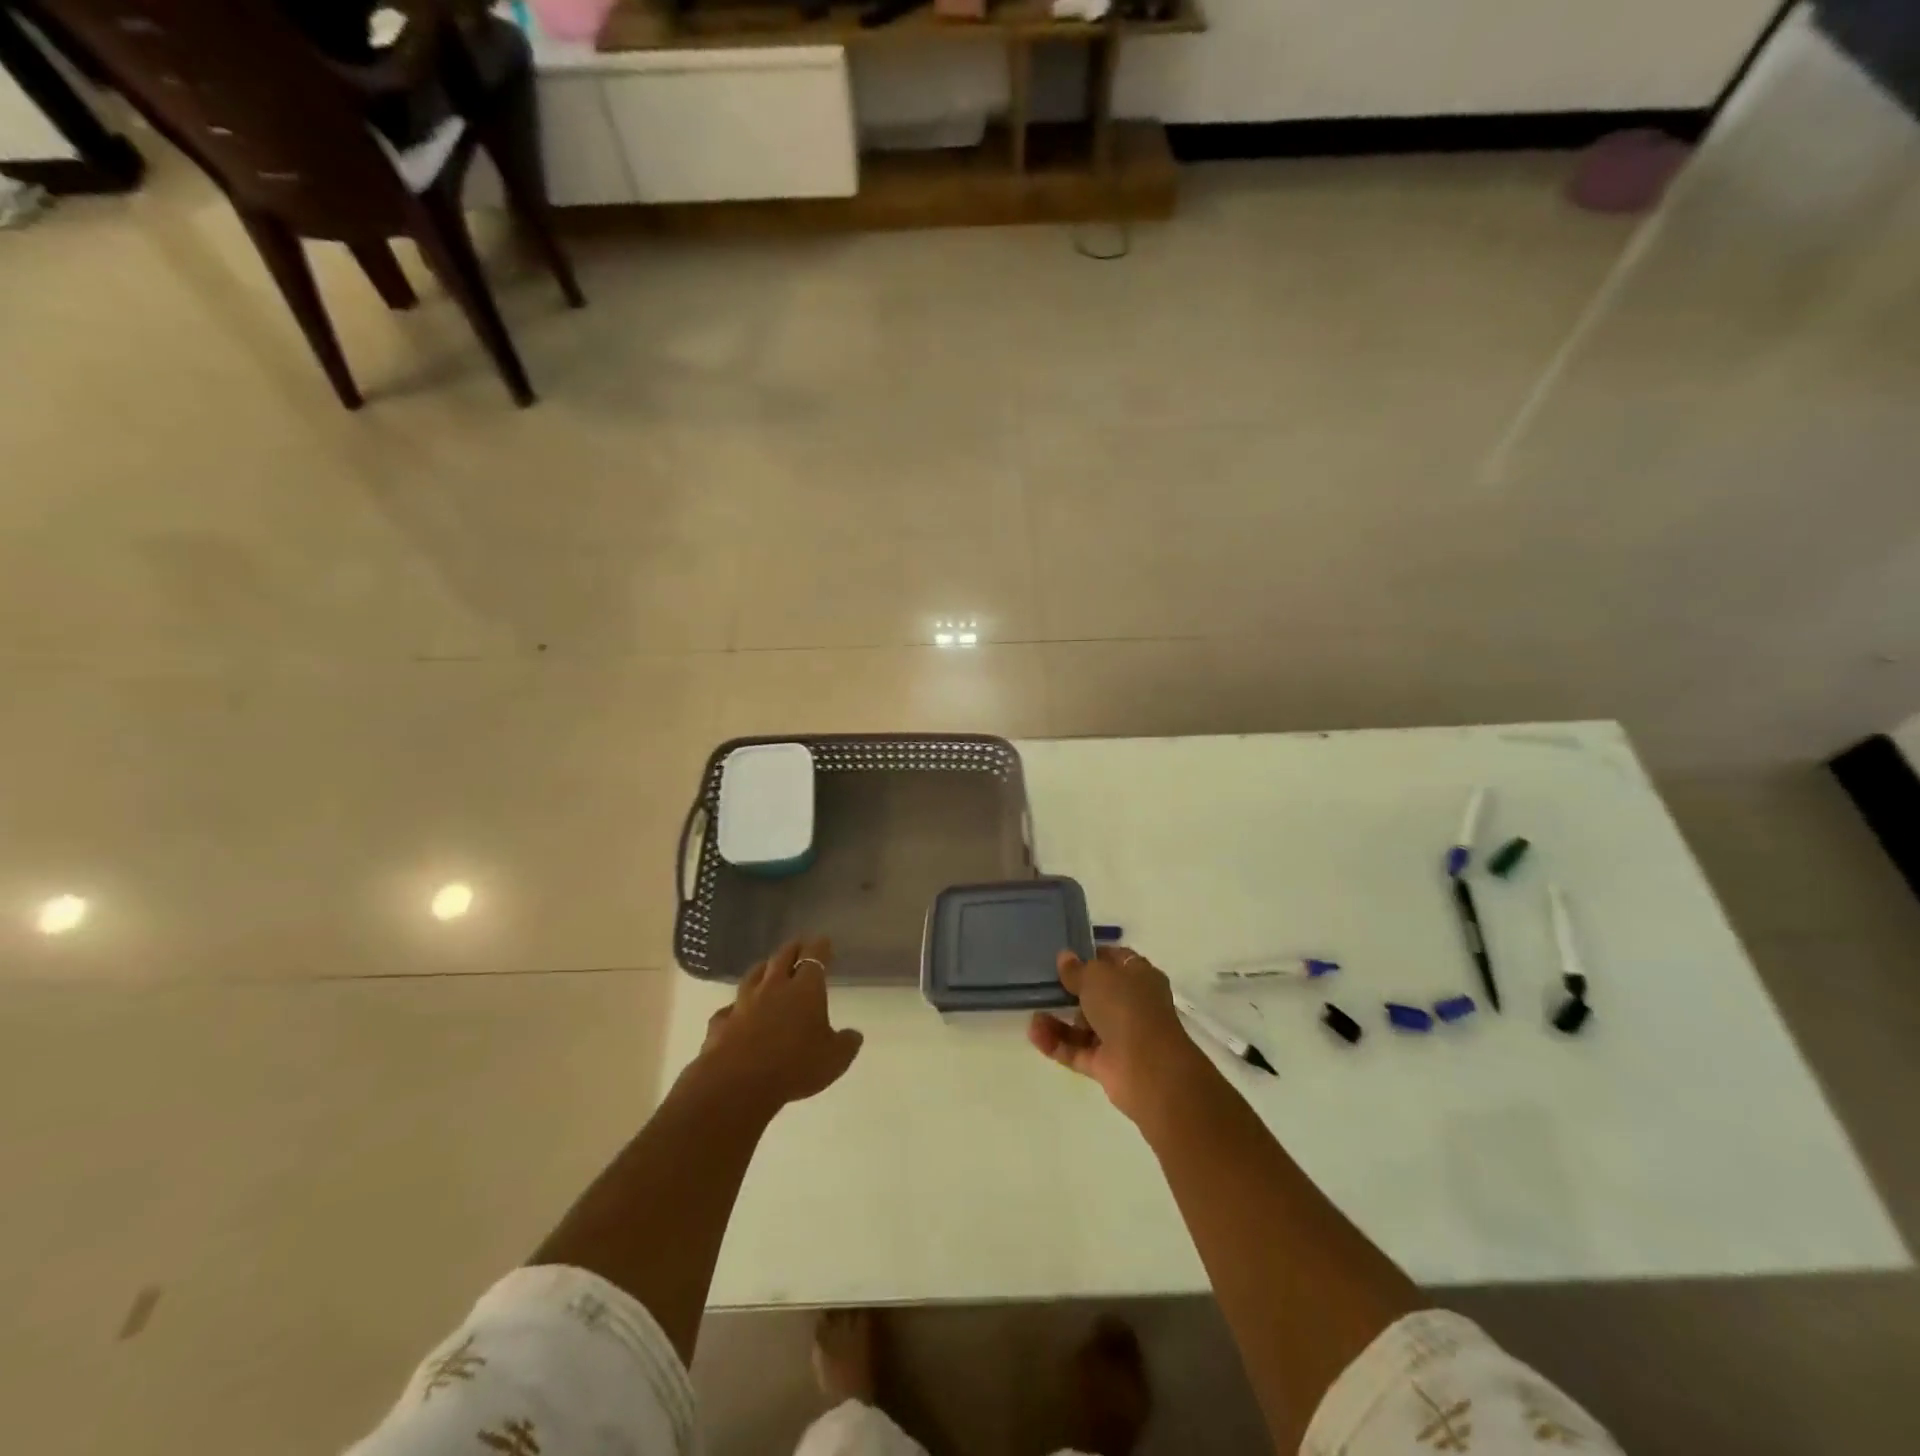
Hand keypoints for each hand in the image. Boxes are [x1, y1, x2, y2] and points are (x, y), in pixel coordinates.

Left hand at [697, 938, 863, 1114]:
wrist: (738, 1082)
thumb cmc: (794, 1065)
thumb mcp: (834, 1059)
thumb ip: (846, 1044)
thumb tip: (854, 1035)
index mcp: (805, 989)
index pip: (814, 957)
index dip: (820, 947)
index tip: (824, 941)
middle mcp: (774, 987)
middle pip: (782, 957)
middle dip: (793, 949)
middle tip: (799, 946)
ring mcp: (744, 1003)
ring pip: (753, 975)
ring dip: (763, 968)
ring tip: (767, 967)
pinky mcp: (721, 1022)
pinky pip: (729, 1009)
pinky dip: (735, 1008)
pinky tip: (735, 1012)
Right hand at [1028, 946, 1201, 1120]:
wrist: (1148, 1069)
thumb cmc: (1126, 1007)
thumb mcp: (1096, 976)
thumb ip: (1077, 969)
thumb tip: (1065, 957)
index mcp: (1139, 977)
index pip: (1115, 960)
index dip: (1092, 956)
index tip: (1065, 956)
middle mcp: (1132, 1005)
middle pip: (1097, 994)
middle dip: (1070, 991)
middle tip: (1043, 984)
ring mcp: (1120, 1037)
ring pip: (1084, 1025)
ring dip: (1058, 1020)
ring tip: (1033, 1013)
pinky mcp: (1106, 1065)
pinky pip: (1076, 1050)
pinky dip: (1056, 1043)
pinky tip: (1034, 1033)